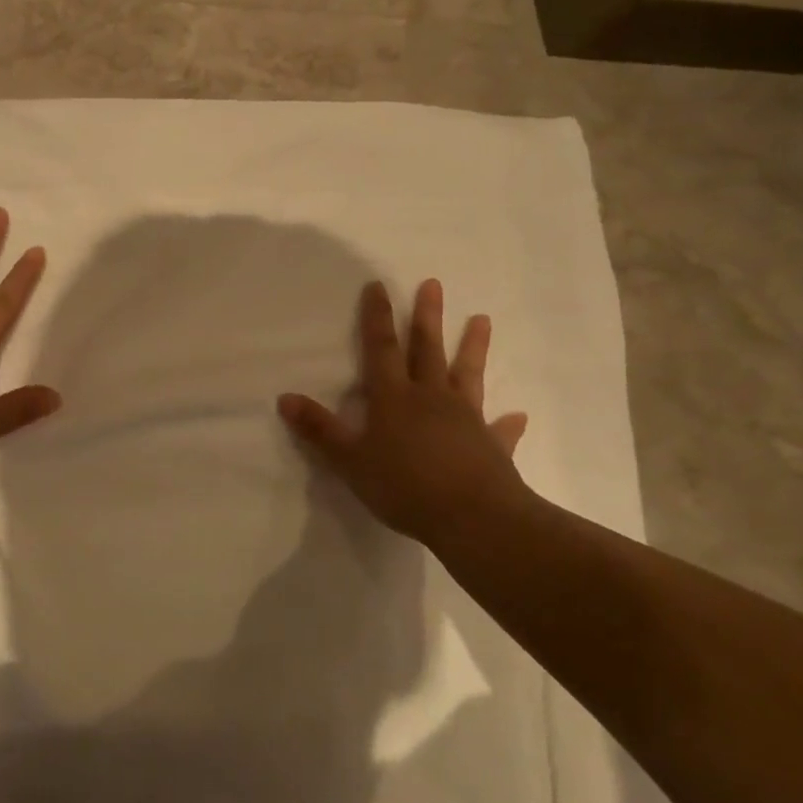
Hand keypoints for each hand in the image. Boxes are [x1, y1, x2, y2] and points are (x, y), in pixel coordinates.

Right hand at [278, 279, 532, 548]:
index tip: (378, 285)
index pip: (381, 348)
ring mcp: (466, 419)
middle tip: (433, 284)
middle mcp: (432, 398)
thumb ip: (319, 429)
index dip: (377, 317)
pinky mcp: (492, 446)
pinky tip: (518, 416)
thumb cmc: (405, 486)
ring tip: (483, 319)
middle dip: (427, 316)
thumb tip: (284, 398)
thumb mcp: (350, 460)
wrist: (473, 517)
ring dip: (474, 347)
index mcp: (395, 398)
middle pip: (427, 349)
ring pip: (468, 375)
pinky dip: (508, 423)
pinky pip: (500, 429)